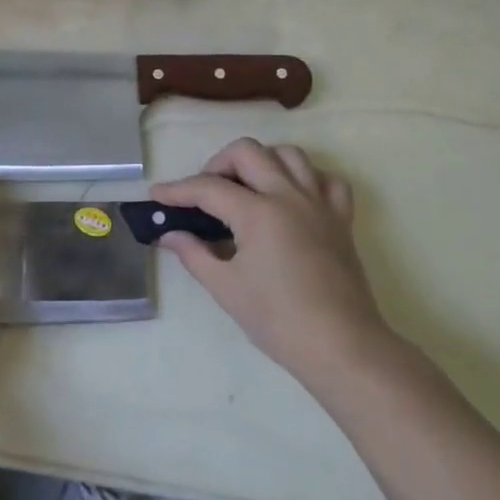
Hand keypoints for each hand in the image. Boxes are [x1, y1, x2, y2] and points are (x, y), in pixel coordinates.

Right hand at [153, 139, 396, 392]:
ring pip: (289, 154)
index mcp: (258, 212)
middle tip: (204, 193)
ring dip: (261, 162)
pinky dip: (306, 179)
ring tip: (246, 188)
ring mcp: (319, 203)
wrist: (342, 347)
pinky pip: (326, 180)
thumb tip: (169, 235)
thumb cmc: (278, 320)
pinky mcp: (341, 218)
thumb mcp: (226, 288)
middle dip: (217, 164)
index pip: (208, 187)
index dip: (177, 190)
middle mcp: (289, 195)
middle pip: (247, 152)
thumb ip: (194, 254)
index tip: (156, 195)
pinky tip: (291, 198)